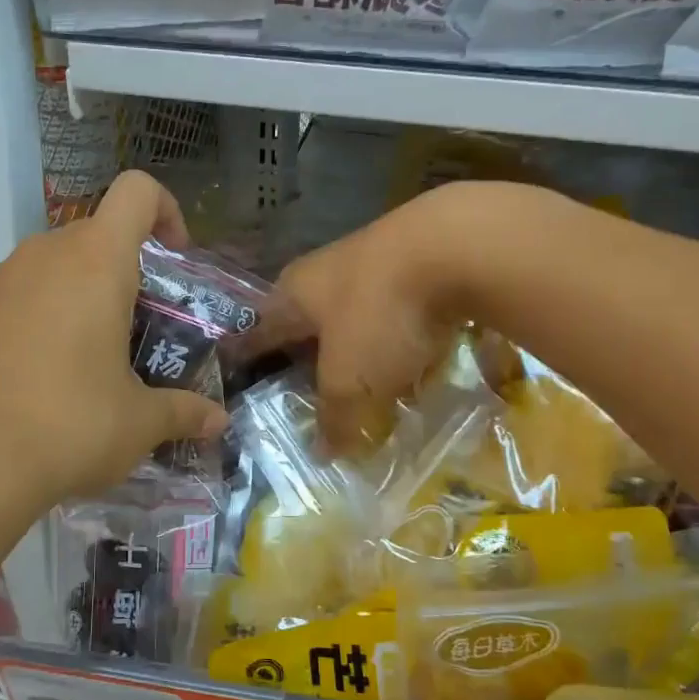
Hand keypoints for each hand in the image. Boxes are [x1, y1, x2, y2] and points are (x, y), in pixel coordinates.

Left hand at [0, 172, 228, 511]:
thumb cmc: (69, 426)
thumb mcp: (138, 423)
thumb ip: (183, 412)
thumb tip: (217, 422)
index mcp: (96, 262)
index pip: (137, 193)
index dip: (165, 211)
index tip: (175, 257)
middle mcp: (43, 255)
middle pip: (94, 236)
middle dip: (121, 272)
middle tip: (134, 330)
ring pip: (50, 267)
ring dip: (75, 295)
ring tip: (82, 360)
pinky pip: (12, 296)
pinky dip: (32, 318)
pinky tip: (31, 377)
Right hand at [263, 182, 545, 451]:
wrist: (458, 246)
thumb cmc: (380, 314)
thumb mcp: (350, 380)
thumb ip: (334, 416)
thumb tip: (323, 454)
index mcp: (293, 294)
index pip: (259, 331)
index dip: (250, 358)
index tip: (240, 378)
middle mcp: (325, 273)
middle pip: (309, 324)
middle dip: (310, 358)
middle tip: (310, 394)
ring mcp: (374, 263)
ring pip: (357, 318)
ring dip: (361, 349)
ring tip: (368, 386)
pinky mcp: (418, 263)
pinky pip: (401, 312)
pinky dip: (404, 338)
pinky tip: (421, 361)